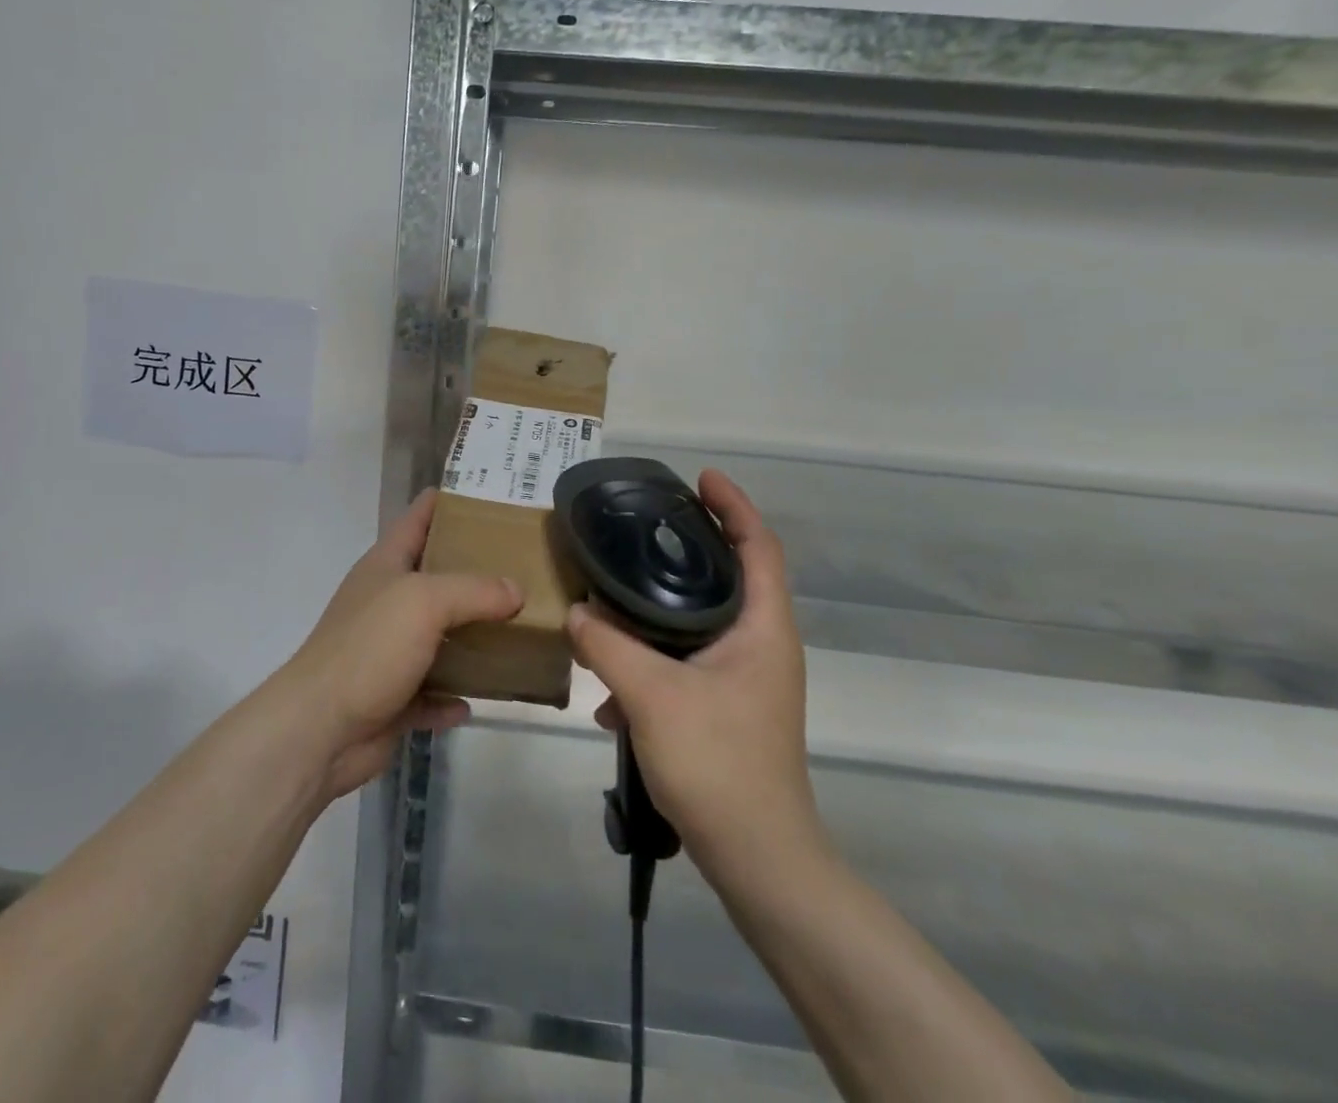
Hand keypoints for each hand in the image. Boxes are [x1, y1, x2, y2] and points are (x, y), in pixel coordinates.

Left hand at [275, 490, 521, 800]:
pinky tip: (477, 700)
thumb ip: (474, 591)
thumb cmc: (368, 649)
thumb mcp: (424, 602)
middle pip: (435, 576)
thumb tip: (516, 590)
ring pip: (437, 637)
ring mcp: (386, 651)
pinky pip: (431, 693)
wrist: (319, 730)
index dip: (450, 501)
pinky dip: (451, 696)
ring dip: (470, 638)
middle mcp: (386, 602)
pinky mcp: (391, 698)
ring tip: (518, 630)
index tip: (493, 498)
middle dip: (475, 571)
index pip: (418, 517)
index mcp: (386, 565)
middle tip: (524, 566)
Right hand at [567, 469, 827, 879]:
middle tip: (643, 526)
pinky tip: (609, 695)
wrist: (757, 860)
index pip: (760, 547)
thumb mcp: (653, 696)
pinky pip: (685, 665)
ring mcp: (745, 681)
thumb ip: (609, 646)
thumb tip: (575, 611)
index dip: (735, 506)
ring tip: (611, 603)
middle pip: (729, 577)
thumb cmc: (719, 764)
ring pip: (701, 624)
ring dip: (658, 614)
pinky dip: (651, 664)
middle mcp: (761, 646)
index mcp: (763, 629)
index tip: (700, 477)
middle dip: (688, 549)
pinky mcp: (726, 709)